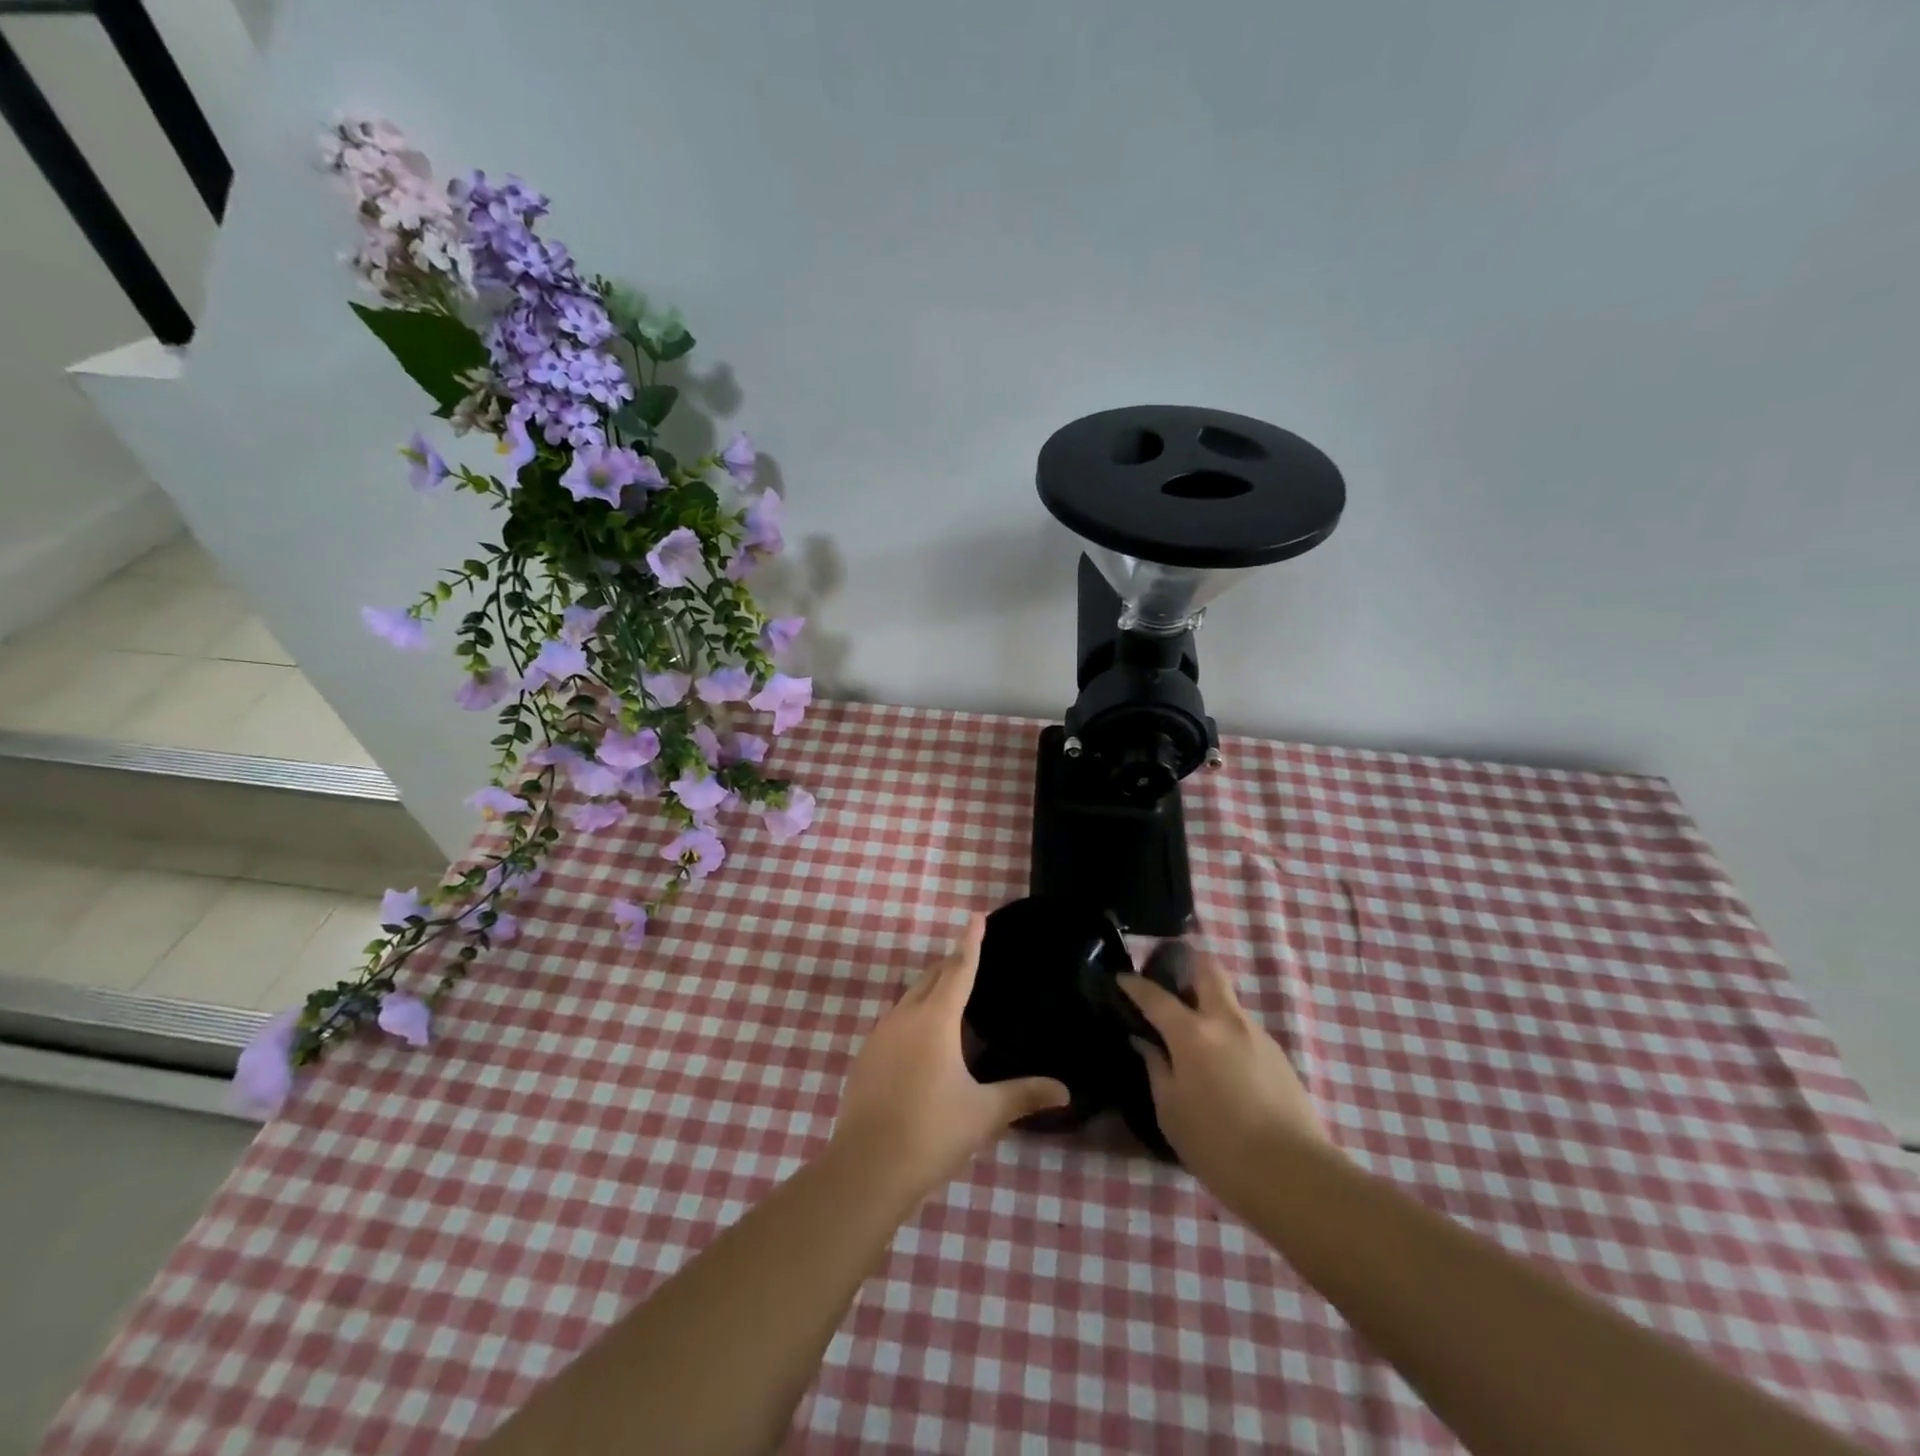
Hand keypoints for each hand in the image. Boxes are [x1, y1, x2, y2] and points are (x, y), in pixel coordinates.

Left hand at [831, 914, 1069, 1203]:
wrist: (866, 1168)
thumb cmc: (932, 1132)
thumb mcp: (984, 1113)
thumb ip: (1024, 1095)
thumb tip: (1066, 1091)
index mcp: (936, 1020)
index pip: (959, 969)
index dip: (970, 942)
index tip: (976, 916)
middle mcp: (905, 1017)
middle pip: (931, 978)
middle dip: (951, 963)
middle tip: (971, 956)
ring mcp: (880, 1035)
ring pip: (909, 998)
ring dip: (930, 989)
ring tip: (951, 995)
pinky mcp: (865, 1056)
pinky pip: (894, 1021)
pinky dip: (913, 1016)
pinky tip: (922, 1040)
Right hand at [1119, 950, 1333, 1209]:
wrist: (1294, 1177)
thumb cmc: (1218, 1146)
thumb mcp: (1171, 1112)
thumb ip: (1156, 1068)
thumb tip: (1146, 1042)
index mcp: (1193, 1033)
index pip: (1155, 995)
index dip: (1135, 985)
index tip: (1121, 980)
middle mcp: (1227, 1022)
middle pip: (1208, 970)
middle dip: (1187, 968)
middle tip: (1170, 989)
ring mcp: (1258, 1036)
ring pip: (1229, 1002)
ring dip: (1209, 1008)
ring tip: (1195, 1043)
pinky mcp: (1280, 1057)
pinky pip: (1245, 1031)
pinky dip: (1228, 1037)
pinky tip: (1223, 1070)